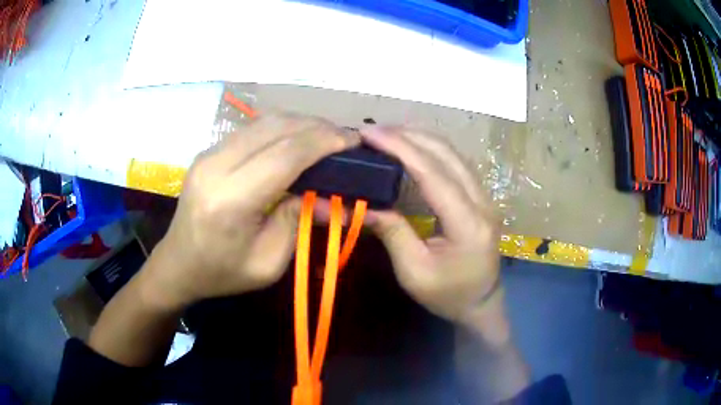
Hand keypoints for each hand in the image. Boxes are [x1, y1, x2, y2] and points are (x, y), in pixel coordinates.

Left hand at [145, 114, 358, 308]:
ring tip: (326, 136)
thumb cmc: (223, 272)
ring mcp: (209, 154)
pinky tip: (296, 140)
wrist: (178, 263)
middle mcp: (216, 166)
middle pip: (275, 128)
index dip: (323, 142)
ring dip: (300, 123)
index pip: (285, 154)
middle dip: (316, 127)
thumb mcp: (268, 263)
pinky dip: (281, 128)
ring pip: (264, 122)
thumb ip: (298, 223)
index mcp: (231, 200)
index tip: (353, 141)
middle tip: (344, 137)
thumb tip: (330, 197)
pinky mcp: (209, 151)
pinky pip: (251, 129)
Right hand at [361, 127, 501, 327]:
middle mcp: (482, 201)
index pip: (433, 173)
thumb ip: (392, 233)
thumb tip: (363, 204)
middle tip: (372, 131)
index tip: (370, 133)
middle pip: (446, 153)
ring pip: (453, 153)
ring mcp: (485, 196)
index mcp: (468, 223)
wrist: (482, 302)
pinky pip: (455, 162)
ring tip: (386, 135)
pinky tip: (411, 147)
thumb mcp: (414, 272)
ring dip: (419, 138)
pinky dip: (430, 149)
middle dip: (408, 136)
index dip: (401, 148)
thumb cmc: (448, 295)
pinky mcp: (480, 196)